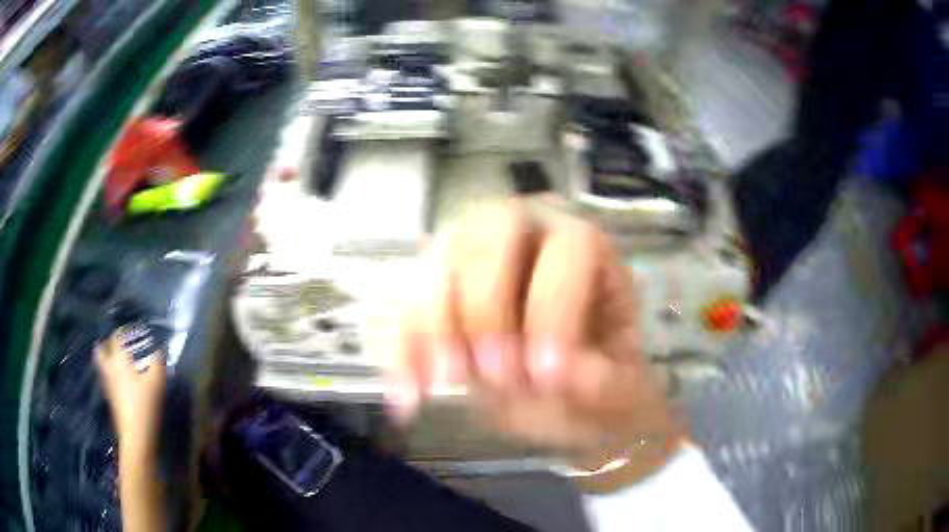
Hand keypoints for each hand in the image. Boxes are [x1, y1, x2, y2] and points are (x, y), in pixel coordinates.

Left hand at [95, 330, 166, 457]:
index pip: (116, 338)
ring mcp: (109, 387)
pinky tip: (121, 381)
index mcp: (119, 361)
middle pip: (101, 351)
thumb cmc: (145, 406)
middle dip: (106, 344)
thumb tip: (162, 347)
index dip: (122, 331)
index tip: (130, 329)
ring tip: (116, 360)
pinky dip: (111, 376)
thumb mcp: (157, 382)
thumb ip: (159, 362)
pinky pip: (108, 381)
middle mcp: (110, 370)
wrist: (136, 437)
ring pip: (103, 367)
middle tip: (114, 342)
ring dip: (107, 360)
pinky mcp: (112, 401)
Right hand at [389, 198, 685, 490]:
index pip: (568, 247)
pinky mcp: (435, 289)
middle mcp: (525, 234)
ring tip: (440, 384)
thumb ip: (601, 382)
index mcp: (583, 247)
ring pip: (436, 261)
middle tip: (491, 374)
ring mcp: (472, 255)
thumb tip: (558, 374)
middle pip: (489, 234)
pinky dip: (399, 348)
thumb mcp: (619, 389)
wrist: (563, 395)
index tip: (545, 374)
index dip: (553, 305)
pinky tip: (407, 394)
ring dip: (431, 324)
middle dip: (485, 305)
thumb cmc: (598, 377)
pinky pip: (403, 304)